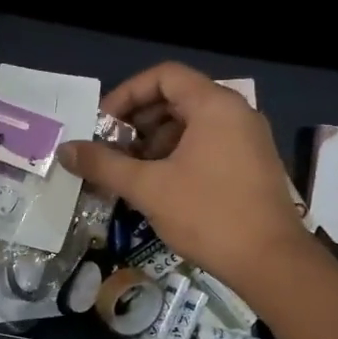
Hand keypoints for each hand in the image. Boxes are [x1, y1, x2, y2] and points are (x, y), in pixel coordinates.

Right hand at [59, 62, 311, 288]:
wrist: (272, 263)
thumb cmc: (208, 214)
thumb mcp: (148, 187)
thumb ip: (103, 165)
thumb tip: (64, 150)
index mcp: (214, 105)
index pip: (164, 75)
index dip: (127, 93)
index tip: (103, 123)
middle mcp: (236, 113)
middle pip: (177, 97)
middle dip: (138, 120)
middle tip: (111, 148)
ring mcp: (248, 139)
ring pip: (192, 124)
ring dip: (156, 141)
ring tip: (130, 170)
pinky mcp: (252, 164)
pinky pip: (208, 144)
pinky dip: (178, 154)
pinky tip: (159, 185)